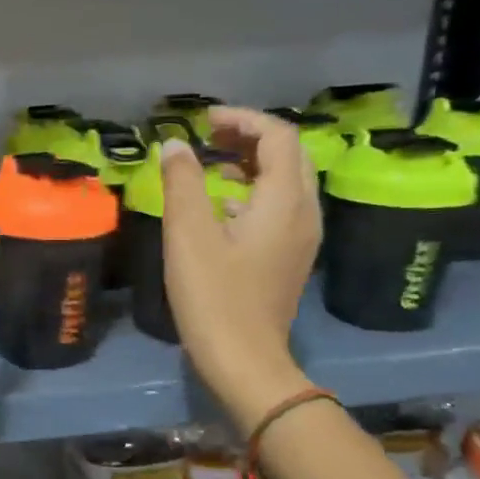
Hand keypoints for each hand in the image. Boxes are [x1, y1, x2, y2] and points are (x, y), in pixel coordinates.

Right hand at [160, 108, 318, 427]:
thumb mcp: (188, 235)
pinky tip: (222, 203)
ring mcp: (302, 236)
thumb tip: (174, 145)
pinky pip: (280, 205)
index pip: (278, 137)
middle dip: (250, 136)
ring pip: (287, 180)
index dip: (242, 119)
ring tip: (211, 161)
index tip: (202, 121)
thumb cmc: (213, 296)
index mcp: (284, 201)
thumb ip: (183, 183)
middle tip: (208, 135)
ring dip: (252, 161)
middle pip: (289, 154)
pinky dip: (254, 188)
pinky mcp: (291, 255)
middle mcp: (304, 212)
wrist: (243, 359)